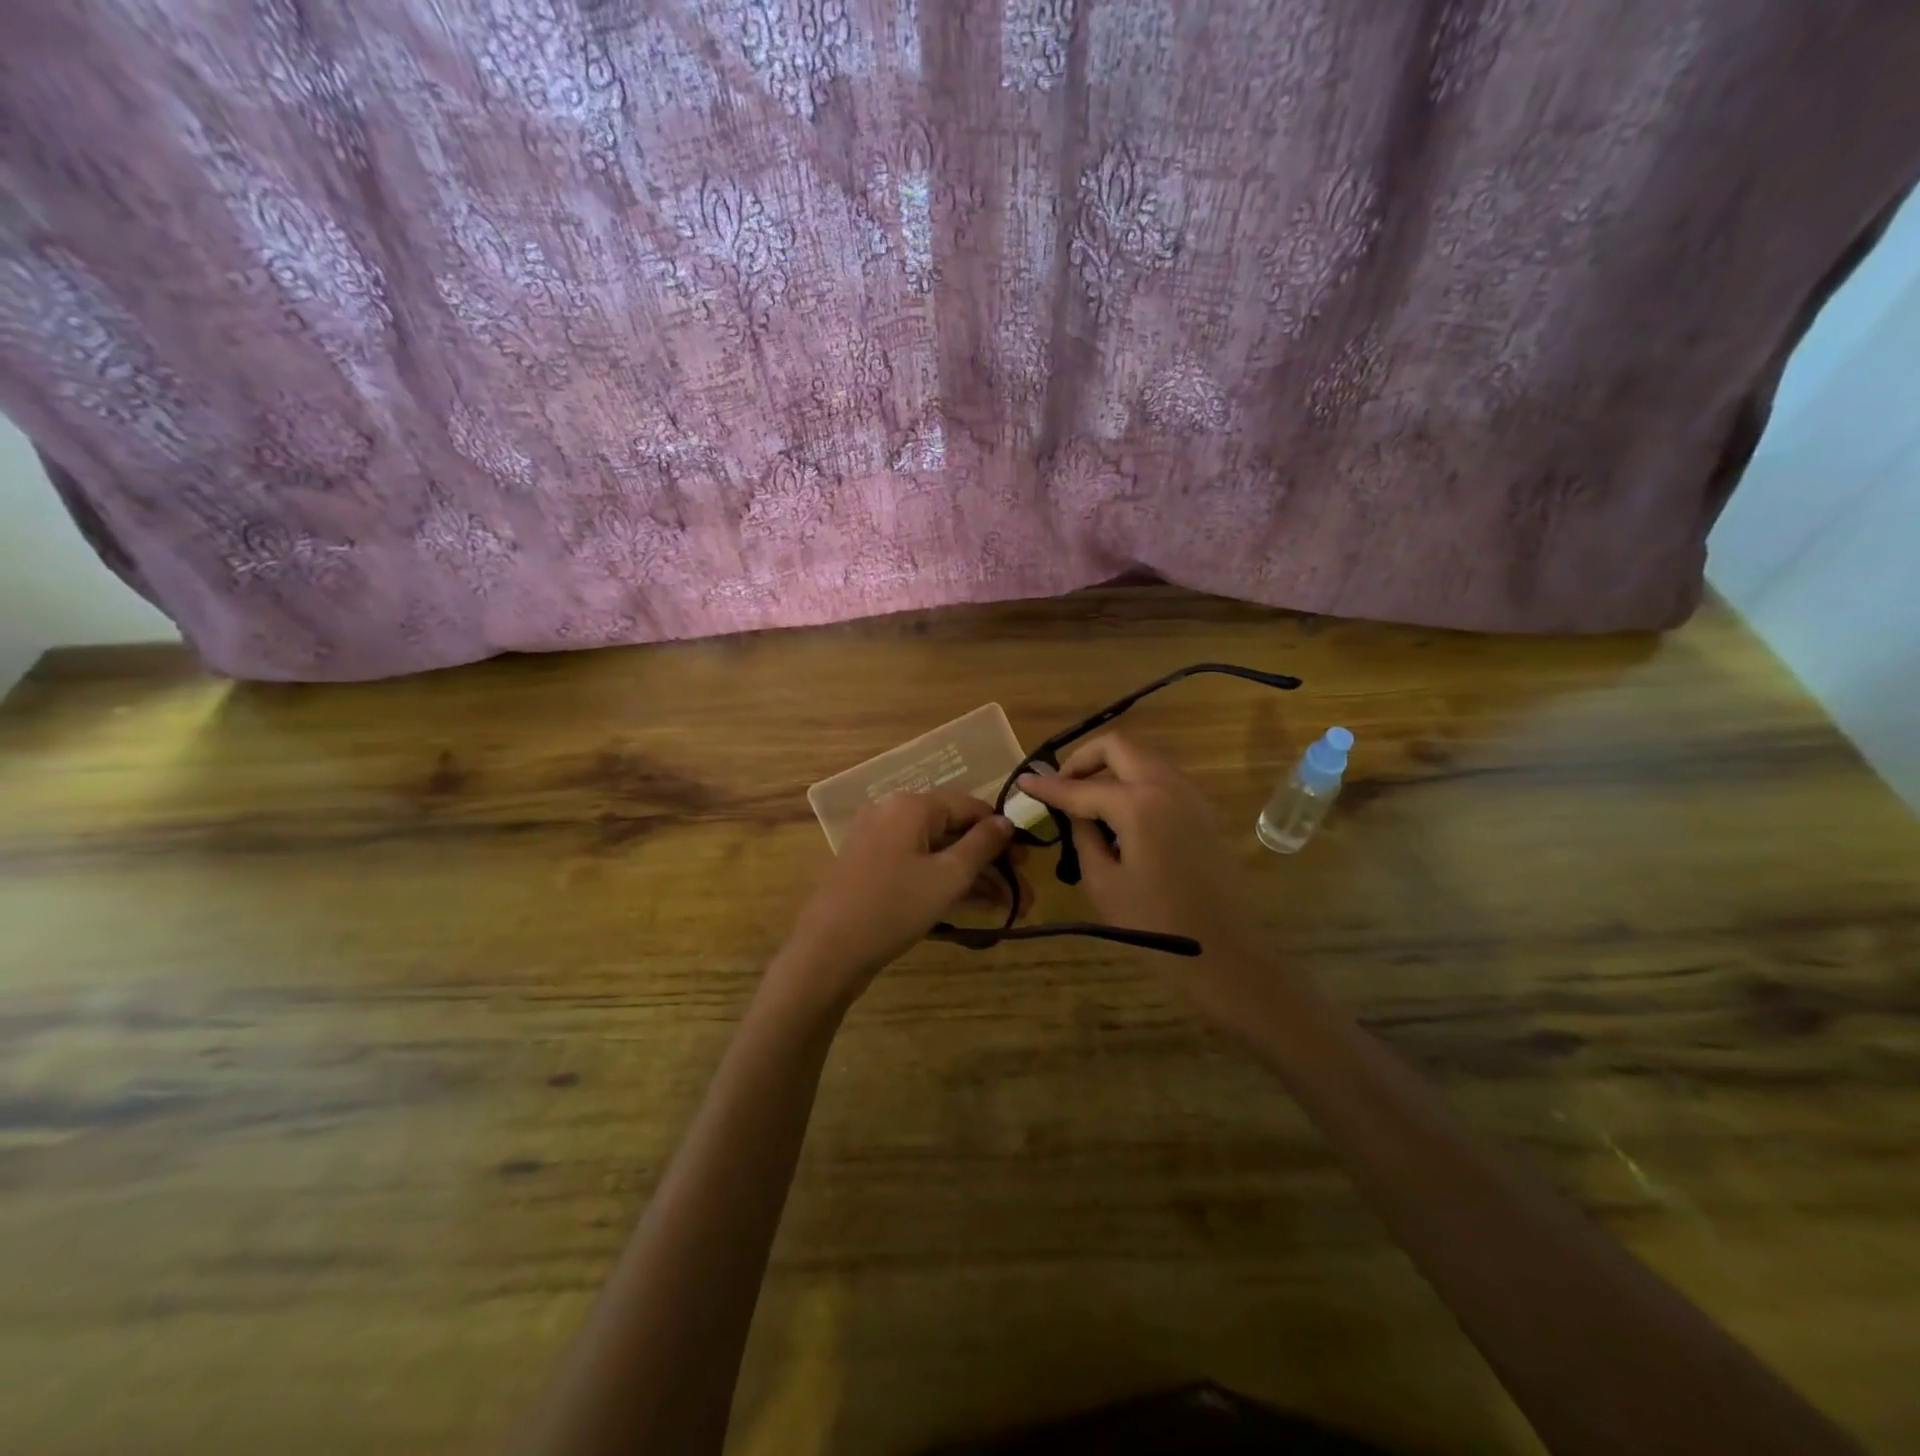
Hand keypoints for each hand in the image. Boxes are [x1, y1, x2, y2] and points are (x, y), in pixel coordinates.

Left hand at [773, 790, 1014, 1013]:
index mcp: (911, 804)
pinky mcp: (871, 866)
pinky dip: (943, 880)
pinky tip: (975, 905)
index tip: (1027, 860)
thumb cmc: (895, 906)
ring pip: (937, 851)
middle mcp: (892, 812)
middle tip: (1022, 892)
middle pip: (954, 830)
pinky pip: (917, 864)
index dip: (1002, 831)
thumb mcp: (948, 877)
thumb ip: (982, 845)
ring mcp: (878, 839)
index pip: (970, 806)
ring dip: (972, 876)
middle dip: (990, 862)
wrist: (828, 950)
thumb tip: (1006, 821)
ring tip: (1008, 906)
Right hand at [1016, 734, 1287, 1025]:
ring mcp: (1191, 795)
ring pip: (1142, 759)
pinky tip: (1120, 816)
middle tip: (1061, 787)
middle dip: (1083, 760)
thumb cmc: (1155, 925)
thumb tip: (1073, 809)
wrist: (1225, 954)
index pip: (1081, 786)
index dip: (1047, 785)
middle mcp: (1167, 785)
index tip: (1023, 781)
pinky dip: (1134, 783)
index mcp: (1138, 803)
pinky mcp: (1203, 811)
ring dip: (1111, 769)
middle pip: (1117, 747)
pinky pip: (1161, 780)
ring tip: (1087, 802)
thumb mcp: (1103, 882)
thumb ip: (1083, 833)